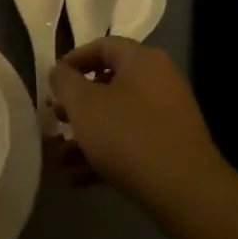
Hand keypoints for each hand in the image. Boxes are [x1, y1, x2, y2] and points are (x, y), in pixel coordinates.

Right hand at [50, 39, 225, 220]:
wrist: (185, 192)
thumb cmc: (128, 135)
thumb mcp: (84, 105)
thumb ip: (65, 82)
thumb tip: (60, 71)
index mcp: (142, 60)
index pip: (102, 46)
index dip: (73, 60)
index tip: (52, 81)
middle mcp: (159, 81)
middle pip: (109, 83)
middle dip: (77, 105)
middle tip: (56, 120)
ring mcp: (168, 116)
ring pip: (117, 118)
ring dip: (86, 136)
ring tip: (60, 159)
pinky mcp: (171, 149)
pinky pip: (131, 142)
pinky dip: (105, 155)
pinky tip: (78, 179)